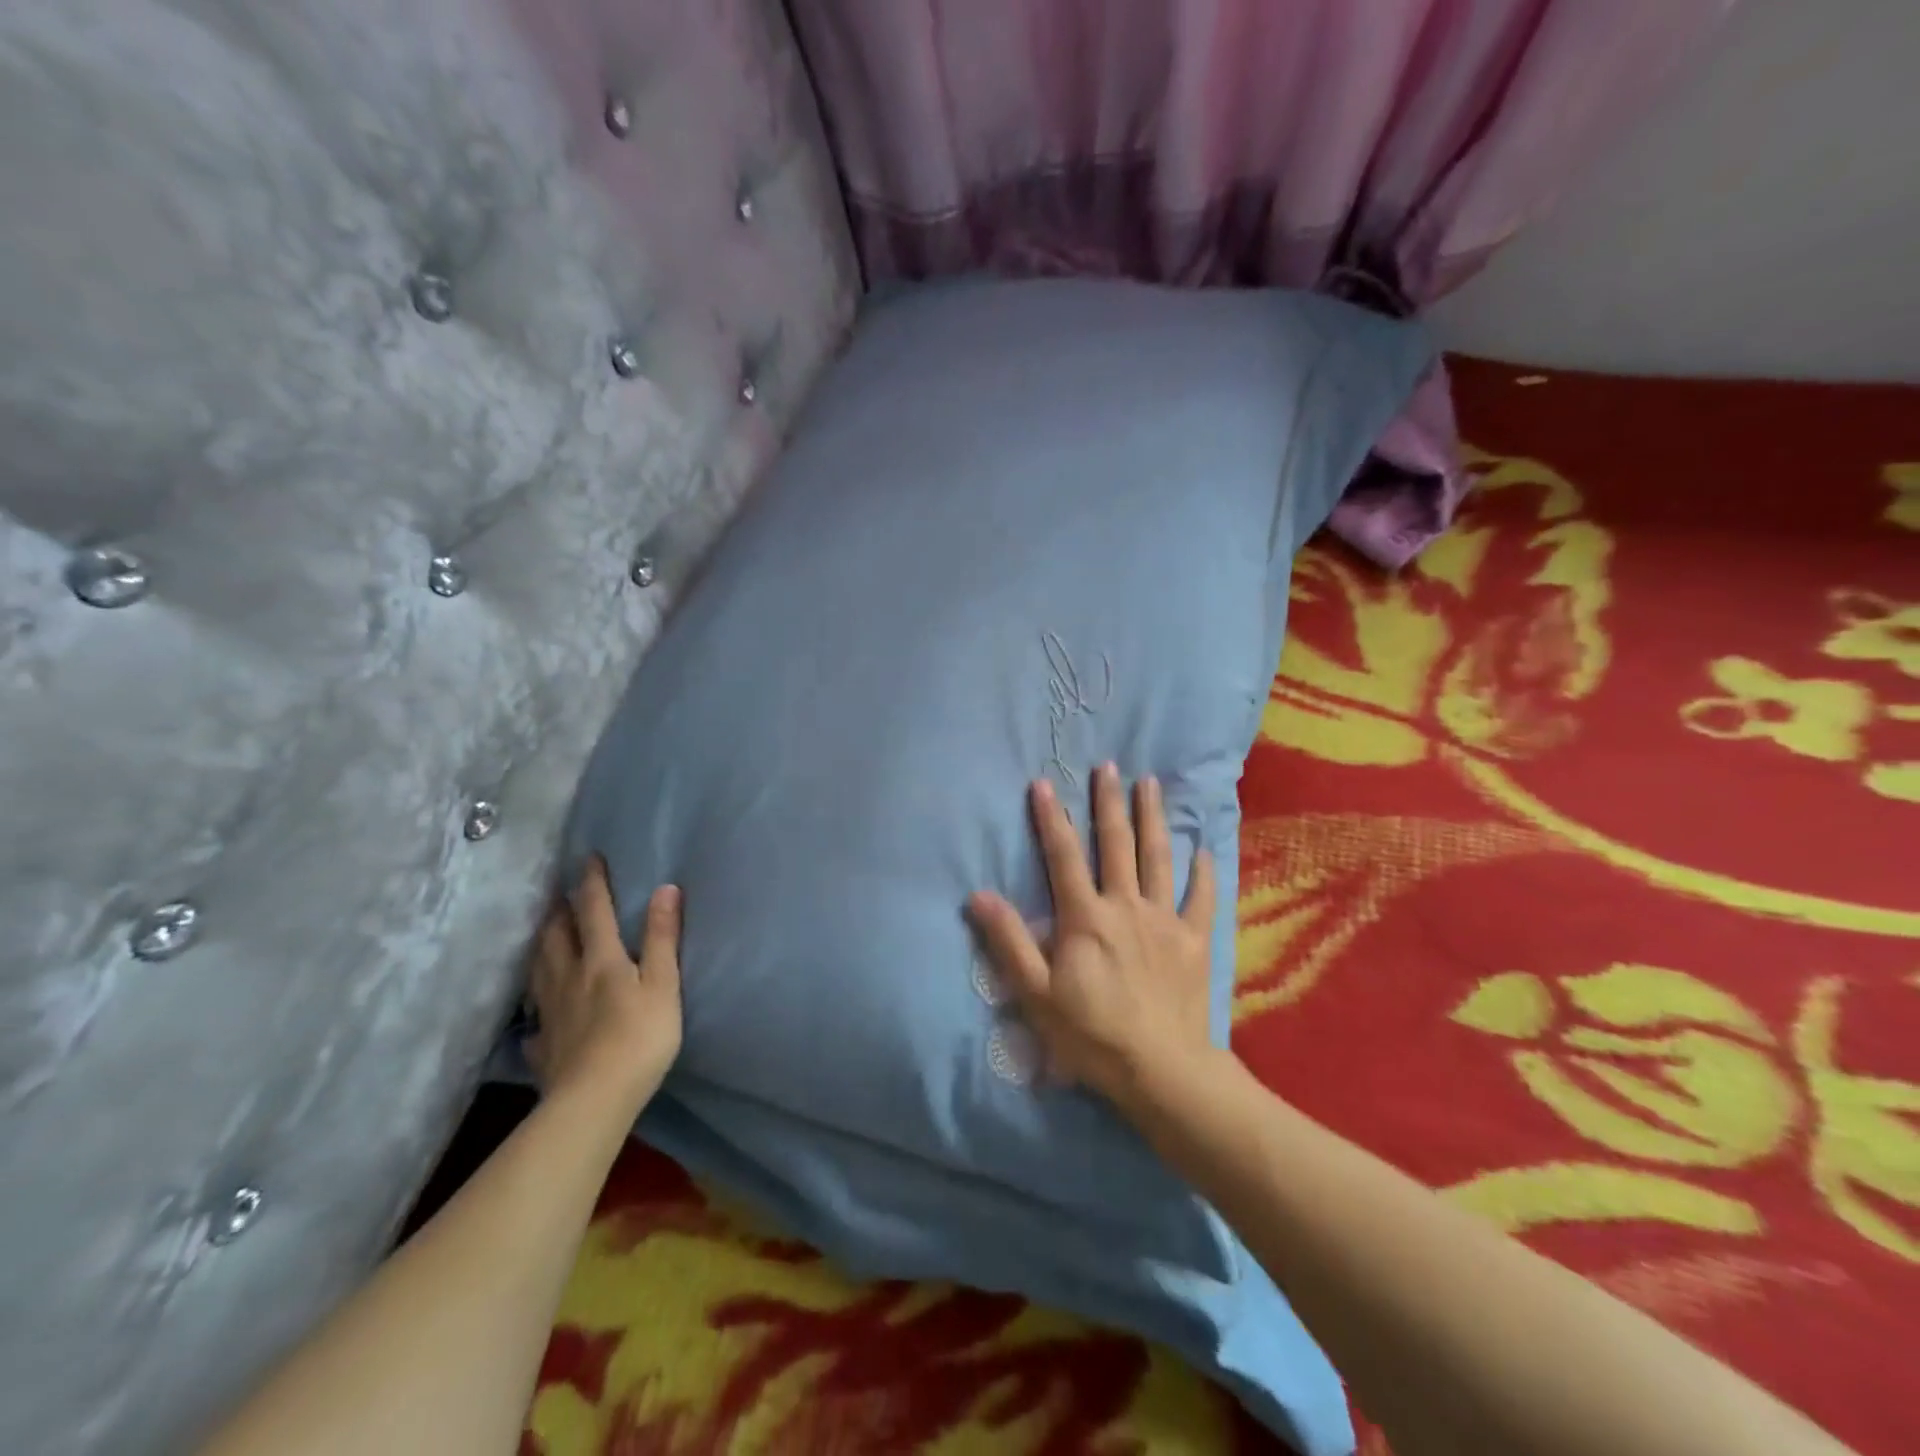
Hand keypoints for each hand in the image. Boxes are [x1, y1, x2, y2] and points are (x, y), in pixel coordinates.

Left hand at [526, 857, 682, 1109]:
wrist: (594, 1100)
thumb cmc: (640, 1037)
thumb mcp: (663, 984)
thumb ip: (663, 938)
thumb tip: (665, 888)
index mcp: (601, 960)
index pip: (594, 911)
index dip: (592, 883)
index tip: (590, 858)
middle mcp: (569, 978)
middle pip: (557, 936)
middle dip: (559, 911)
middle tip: (559, 894)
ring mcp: (551, 1013)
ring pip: (539, 969)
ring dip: (541, 945)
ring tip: (544, 934)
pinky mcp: (543, 1046)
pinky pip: (534, 1019)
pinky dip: (535, 1007)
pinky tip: (538, 1014)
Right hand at [968, 763, 1217, 1111]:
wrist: (1162, 1070)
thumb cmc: (1092, 1035)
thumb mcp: (1036, 994)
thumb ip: (1009, 942)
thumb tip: (978, 895)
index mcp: (1086, 917)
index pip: (1064, 856)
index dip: (1051, 818)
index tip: (1044, 783)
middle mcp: (1126, 906)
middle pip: (1116, 844)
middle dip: (1109, 802)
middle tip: (1108, 766)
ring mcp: (1165, 920)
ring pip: (1159, 858)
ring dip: (1153, 818)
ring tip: (1151, 784)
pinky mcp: (1194, 941)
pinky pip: (1201, 898)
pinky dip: (1203, 873)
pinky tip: (1204, 850)